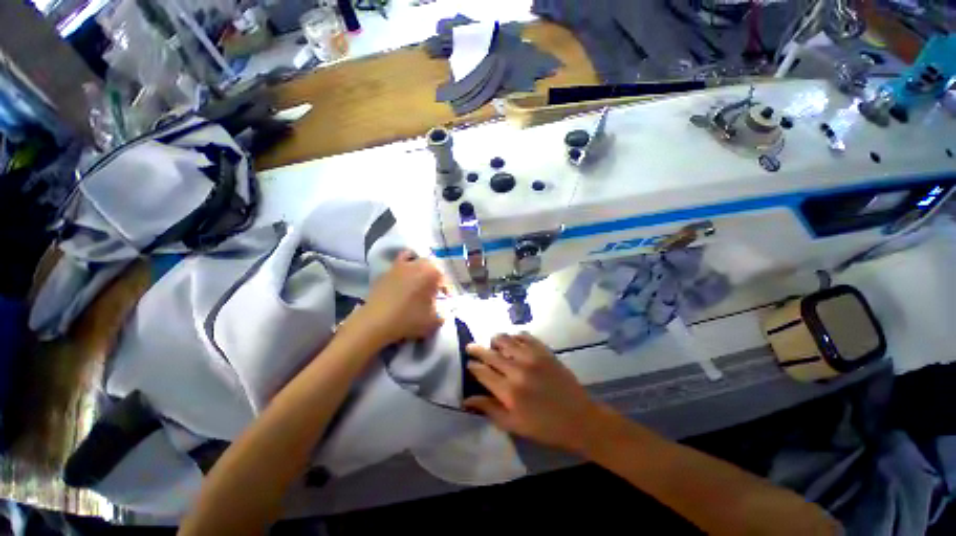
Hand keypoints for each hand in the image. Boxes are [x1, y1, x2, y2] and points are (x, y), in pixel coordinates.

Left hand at [353, 251, 444, 346]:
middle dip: (434, 279)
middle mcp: (417, 264)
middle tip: (433, 294)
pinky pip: (399, 264)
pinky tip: (403, 280)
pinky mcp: (386, 271)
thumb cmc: (408, 319)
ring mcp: (400, 265)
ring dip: (420, 270)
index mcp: (432, 273)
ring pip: (415, 261)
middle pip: (432, 267)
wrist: (376, 322)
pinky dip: (404, 268)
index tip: (444, 302)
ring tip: (418, 284)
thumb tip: (443, 310)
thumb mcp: (434, 321)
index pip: (445, 280)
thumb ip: (443, 314)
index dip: (446, 292)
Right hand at [463, 333, 606, 453]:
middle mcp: (518, 370)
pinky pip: (525, 336)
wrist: (578, 418)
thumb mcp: (513, 425)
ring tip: (493, 343)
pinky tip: (514, 341)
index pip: (483, 372)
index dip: (473, 366)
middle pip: (491, 354)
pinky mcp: (544, 351)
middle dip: (477, 349)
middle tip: (471, 347)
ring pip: (506, 340)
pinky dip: (516, 336)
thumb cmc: (544, 427)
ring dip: (496, 340)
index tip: (469, 364)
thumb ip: (489, 409)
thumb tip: (466, 399)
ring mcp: (532, 357)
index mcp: (509, 392)